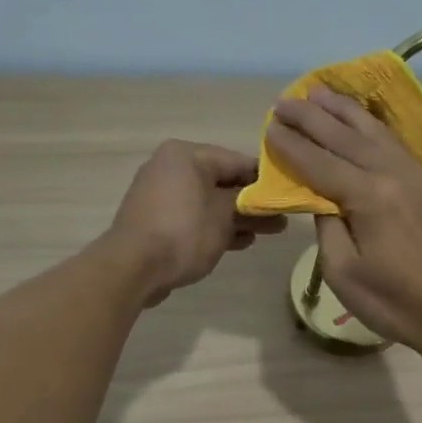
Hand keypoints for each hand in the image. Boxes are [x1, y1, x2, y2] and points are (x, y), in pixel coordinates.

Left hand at [106, 141, 285, 305]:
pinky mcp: (157, 221)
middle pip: (222, 182)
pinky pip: (194, 218)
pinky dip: (216, 227)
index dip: (265, 178)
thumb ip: (248, 202)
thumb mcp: (224, 214)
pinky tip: (241, 242)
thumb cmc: (183, 232)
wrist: (133, 267)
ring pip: (209, 202)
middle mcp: (171, 168)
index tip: (288, 193)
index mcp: (186, 155)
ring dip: (238, 217)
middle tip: (282, 217)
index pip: (236, 160)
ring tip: (270, 232)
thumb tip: (264, 199)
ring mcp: (161, 196)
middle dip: (253, 201)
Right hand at [265, 87, 421, 355]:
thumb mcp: (344, 274)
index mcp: (368, 196)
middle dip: (311, 117)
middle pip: (344, 137)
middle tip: (283, 100)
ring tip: (319, 91)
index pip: (319, 163)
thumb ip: (327, 228)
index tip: (268, 127)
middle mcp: (393, 174)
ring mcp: (416, 175)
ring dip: (343, 110)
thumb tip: (322, 200)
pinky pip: (393, 142)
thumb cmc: (397, 303)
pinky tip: (362, 119)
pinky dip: (371, 125)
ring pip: (373, 132)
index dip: (291, 146)